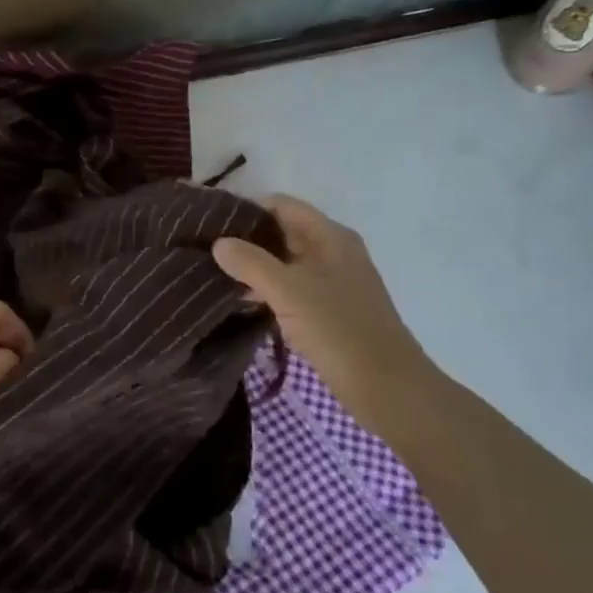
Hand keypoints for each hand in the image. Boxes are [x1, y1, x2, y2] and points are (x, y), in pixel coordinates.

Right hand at [212, 194, 428, 400]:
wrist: (387, 387)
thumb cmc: (339, 330)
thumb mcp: (288, 292)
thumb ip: (251, 263)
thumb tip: (219, 243)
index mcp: (330, 236)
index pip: (282, 205)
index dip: (247, 209)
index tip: (211, 222)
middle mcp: (334, 252)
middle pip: (284, 232)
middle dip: (247, 239)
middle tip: (206, 249)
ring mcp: (334, 282)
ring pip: (286, 262)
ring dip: (255, 267)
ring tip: (215, 275)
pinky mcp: (331, 310)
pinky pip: (293, 288)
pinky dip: (269, 290)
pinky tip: (242, 301)